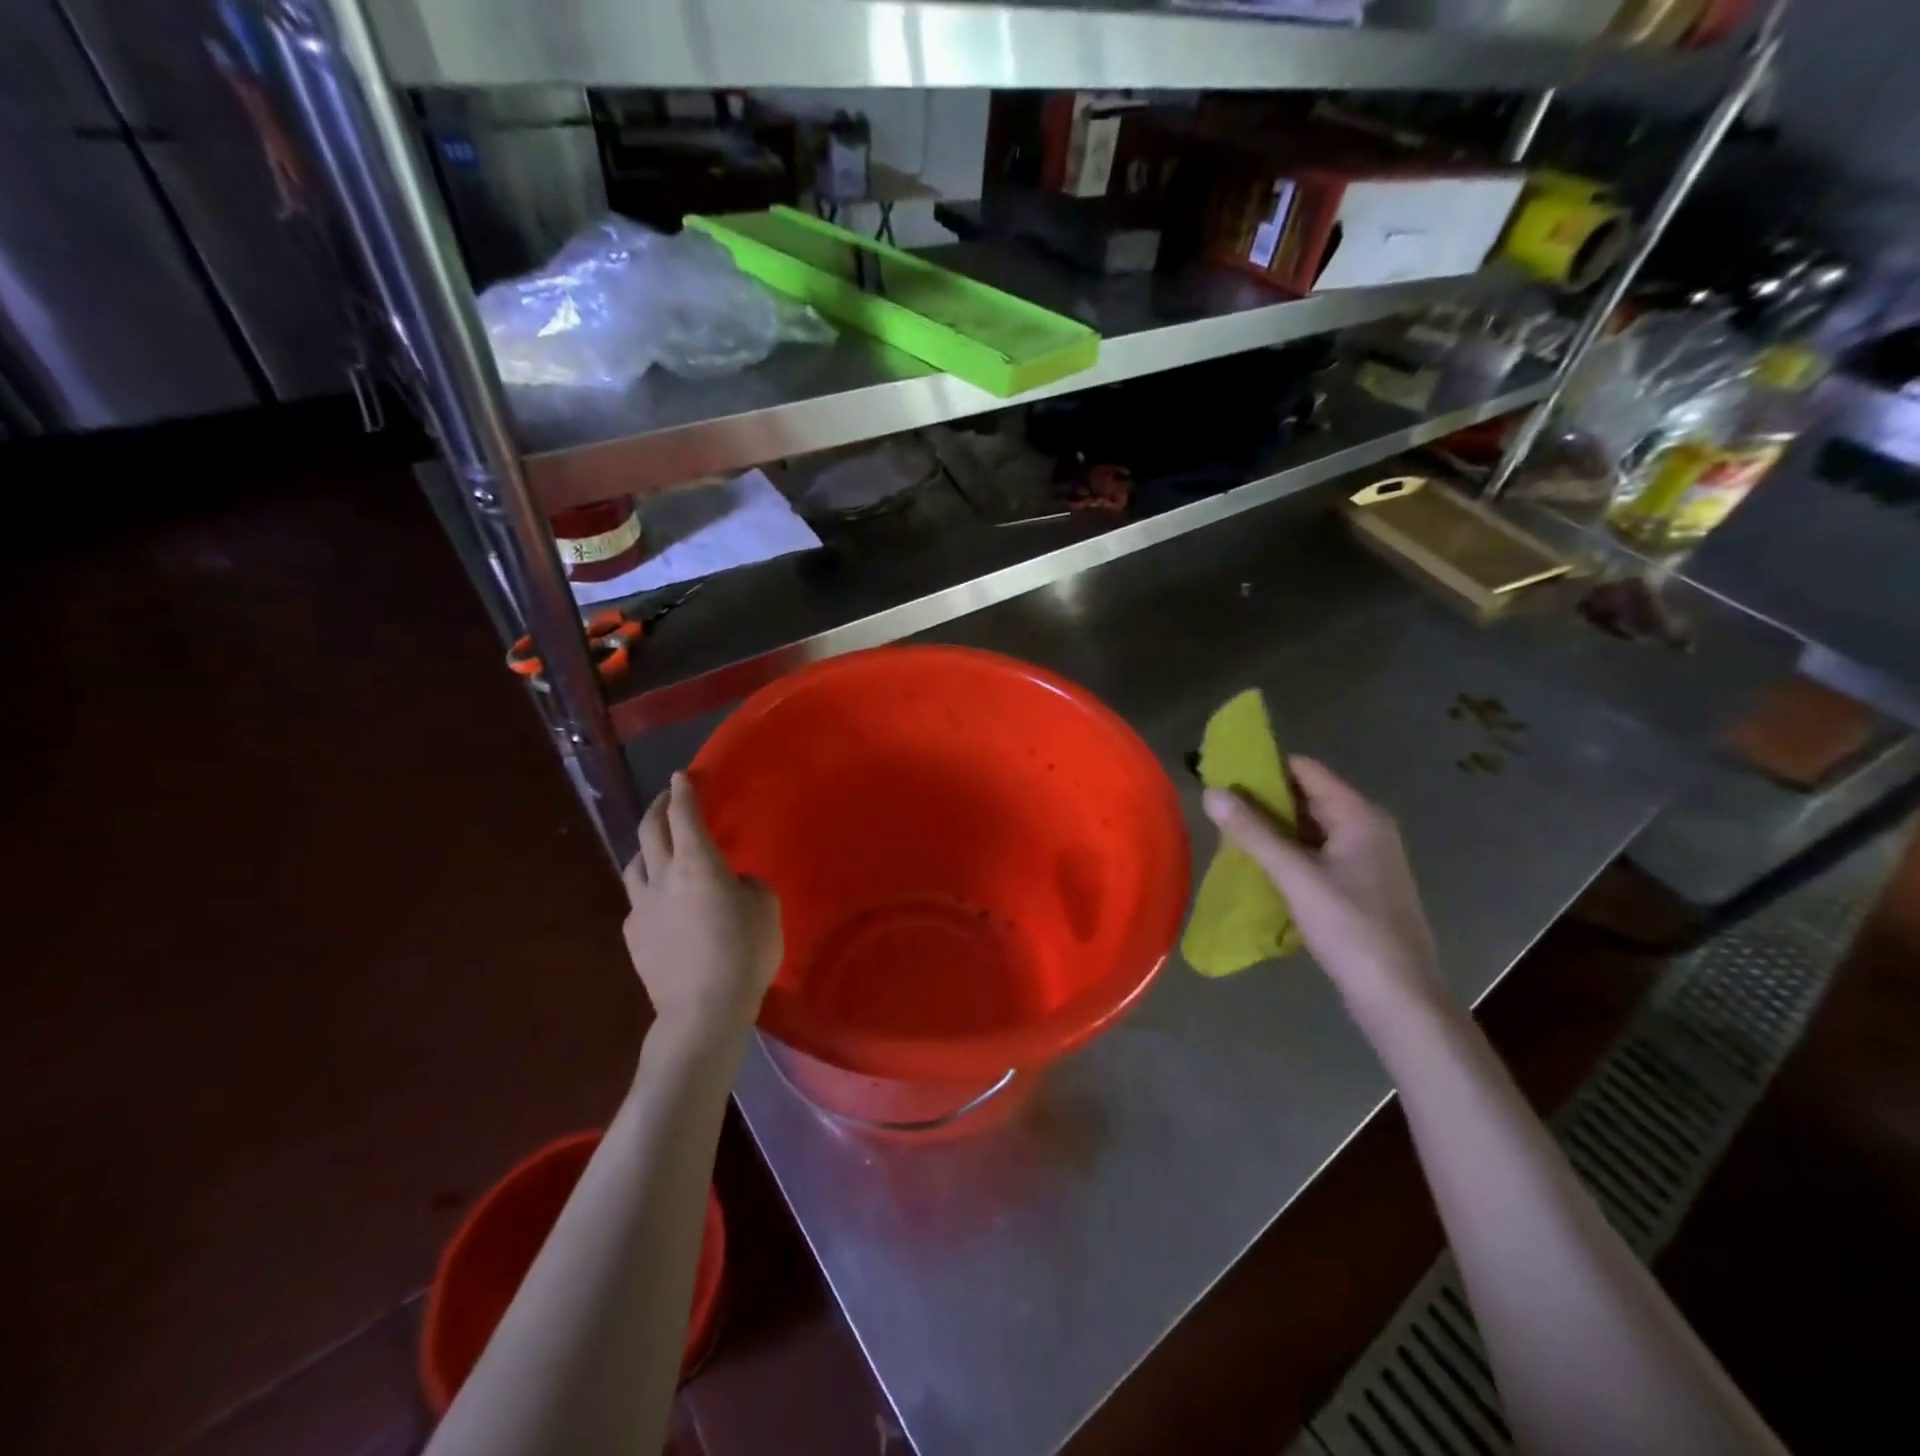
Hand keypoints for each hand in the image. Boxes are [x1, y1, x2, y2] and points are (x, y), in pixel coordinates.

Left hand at [621, 772, 782, 1041]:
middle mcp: (662, 876)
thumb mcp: (766, 908)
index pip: (685, 815)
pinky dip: (647, 888)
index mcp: (697, 863)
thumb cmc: (743, 952)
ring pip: (634, 863)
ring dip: (645, 846)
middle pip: (650, 830)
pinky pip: (636, 900)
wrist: (702, 1009)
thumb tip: (733, 884)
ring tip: (655, 845)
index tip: (682, 776)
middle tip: (666, 797)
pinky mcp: (633, 936)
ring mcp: (641, 907)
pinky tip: (659, 900)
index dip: (684, 792)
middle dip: (658, 807)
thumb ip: (748, 885)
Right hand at [1203, 757, 1444, 1019]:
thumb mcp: (1295, 876)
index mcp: (1359, 815)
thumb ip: (1252, 832)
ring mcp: (1366, 859)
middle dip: (1263, 799)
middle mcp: (1367, 828)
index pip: (1305, 770)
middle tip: (1218, 807)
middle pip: (1307, 797)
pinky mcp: (1359, 886)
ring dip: (1272, 828)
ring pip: (1309, 828)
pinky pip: (1316, 853)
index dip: (1264, 767)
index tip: (1223, 775)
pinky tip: (1259, 865)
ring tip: (1228, 833)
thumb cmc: (1350, 927)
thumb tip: (1210, 791)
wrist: (1399, 996)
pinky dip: (1287, 852)